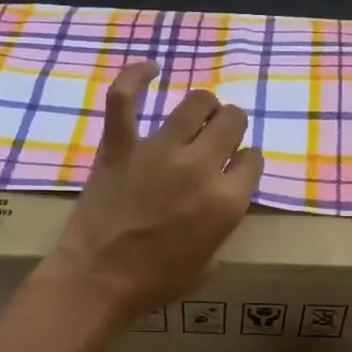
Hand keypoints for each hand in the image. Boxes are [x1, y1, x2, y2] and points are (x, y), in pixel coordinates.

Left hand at [43, 61, 262, 323]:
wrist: (99, 280)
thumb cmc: (155, 282)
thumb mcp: (208, 265)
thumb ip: (221, 228)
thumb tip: (216, 205)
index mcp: (226, 201)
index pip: (252, 160)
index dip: (246, 162)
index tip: (237, 167)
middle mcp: (200, 167)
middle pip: (232, 122)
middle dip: (232, 126)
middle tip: (220, 138)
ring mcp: (158, 151)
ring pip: (196, 102)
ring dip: (204, 105)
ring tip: (199, 114)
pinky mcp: (120, 146)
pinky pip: (124, 98)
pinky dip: (136, 77)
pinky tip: (151, 69)